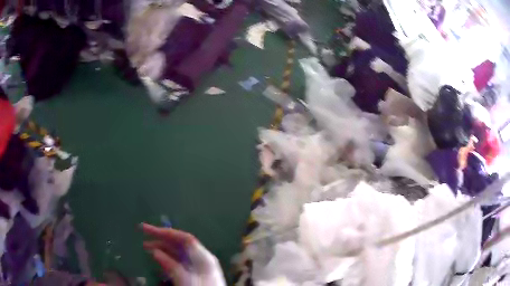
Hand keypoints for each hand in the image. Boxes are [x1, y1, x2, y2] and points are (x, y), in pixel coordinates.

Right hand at [141, 223, 225, 285]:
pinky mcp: (194, 275)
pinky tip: (157, 259)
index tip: (148, 230)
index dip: (166, 232)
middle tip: (143, 235)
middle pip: (180, 244)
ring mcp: (198, 268)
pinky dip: (167, 259)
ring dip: (162, 249)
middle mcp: (201, 259)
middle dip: (162, 239)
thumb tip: (155, 251)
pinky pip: (179, 263)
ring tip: (146, 248)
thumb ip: (170, 264)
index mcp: (203, 257)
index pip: (185, 238)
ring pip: (178, 254)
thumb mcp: (184, 279)